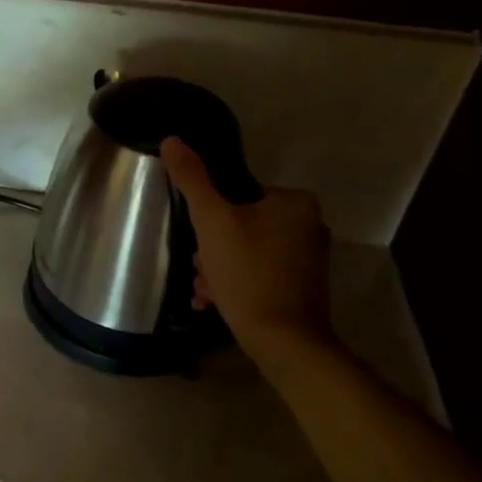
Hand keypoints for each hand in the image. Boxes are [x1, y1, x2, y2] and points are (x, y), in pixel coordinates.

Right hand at [160, 137, 334, 362]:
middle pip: (240, 223)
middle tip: (200, 268)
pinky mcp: (302, 286)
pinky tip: (216, 301)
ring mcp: (308, 258)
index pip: (238, 194)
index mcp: (294, 201)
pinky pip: (259, 272)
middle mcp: (309, 224)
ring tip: (206, 290)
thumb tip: (172, 140)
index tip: (198, 241)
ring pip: (246, 250)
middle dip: (212, 248)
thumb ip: (192, 179)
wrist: (284, 342)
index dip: (210, 216)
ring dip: (218, 267)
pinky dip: (235, 283)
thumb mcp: (212, 221)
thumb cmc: (248, 274)